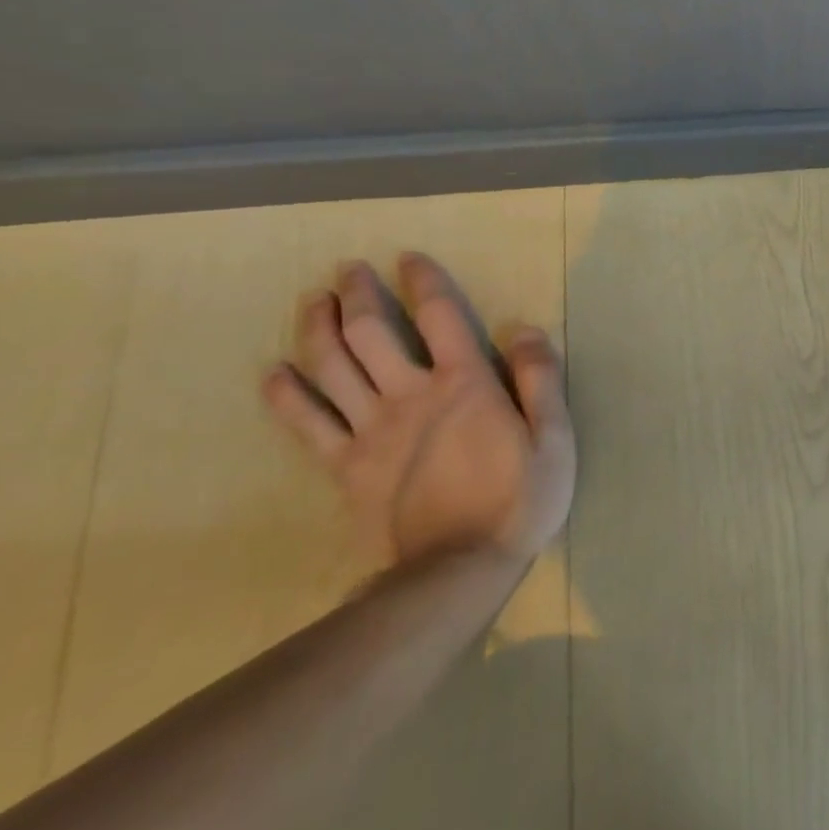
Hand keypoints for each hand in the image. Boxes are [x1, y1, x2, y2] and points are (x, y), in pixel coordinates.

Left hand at [262, 252, 576, 568]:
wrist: (457, 571)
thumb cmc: (518, 500)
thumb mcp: (554, 438)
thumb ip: (541, 380)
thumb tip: (523, 328)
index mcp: (465, 385)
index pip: (440, 317)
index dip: (424, 282)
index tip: (408, 258)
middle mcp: (411, 396)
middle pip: (372, 333)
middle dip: (358, 295)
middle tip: (347, 270)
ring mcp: (371, 431)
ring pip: (332, 368)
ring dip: (318, 329)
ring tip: (314, 302)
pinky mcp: (346, 467)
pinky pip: (307, 425)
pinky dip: (287, 396)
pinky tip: (274, 373)